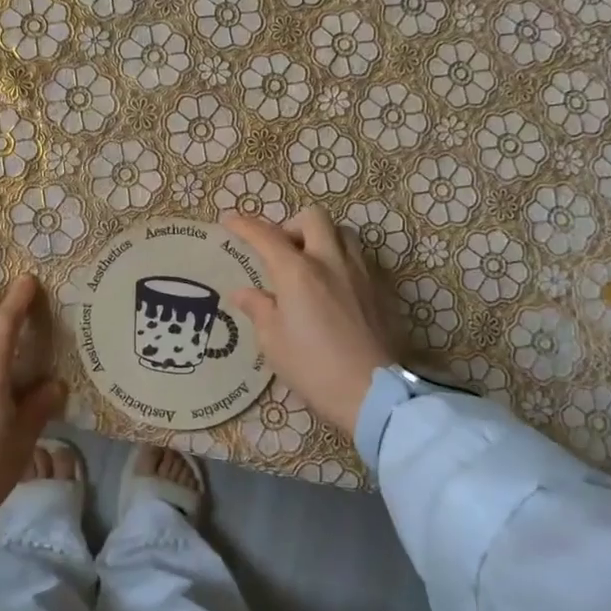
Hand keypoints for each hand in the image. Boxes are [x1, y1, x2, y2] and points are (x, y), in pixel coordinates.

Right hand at [222, 207, 399, 431]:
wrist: (372, 392)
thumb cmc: (313, 367)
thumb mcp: (273, 341)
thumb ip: (258, 309)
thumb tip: (244, 293)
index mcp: (297, 272)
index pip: (265, 236)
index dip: (244, 225)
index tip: (229, 220)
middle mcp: (330, 261)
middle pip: (313, 218)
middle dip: (291, 226)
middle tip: (281, 251)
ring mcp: (361, 273)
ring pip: (342, 233)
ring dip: (322, 239)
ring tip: (311, 265)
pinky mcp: (382, 290)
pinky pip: (360, 259)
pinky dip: (342, 261)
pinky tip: (335, 288)